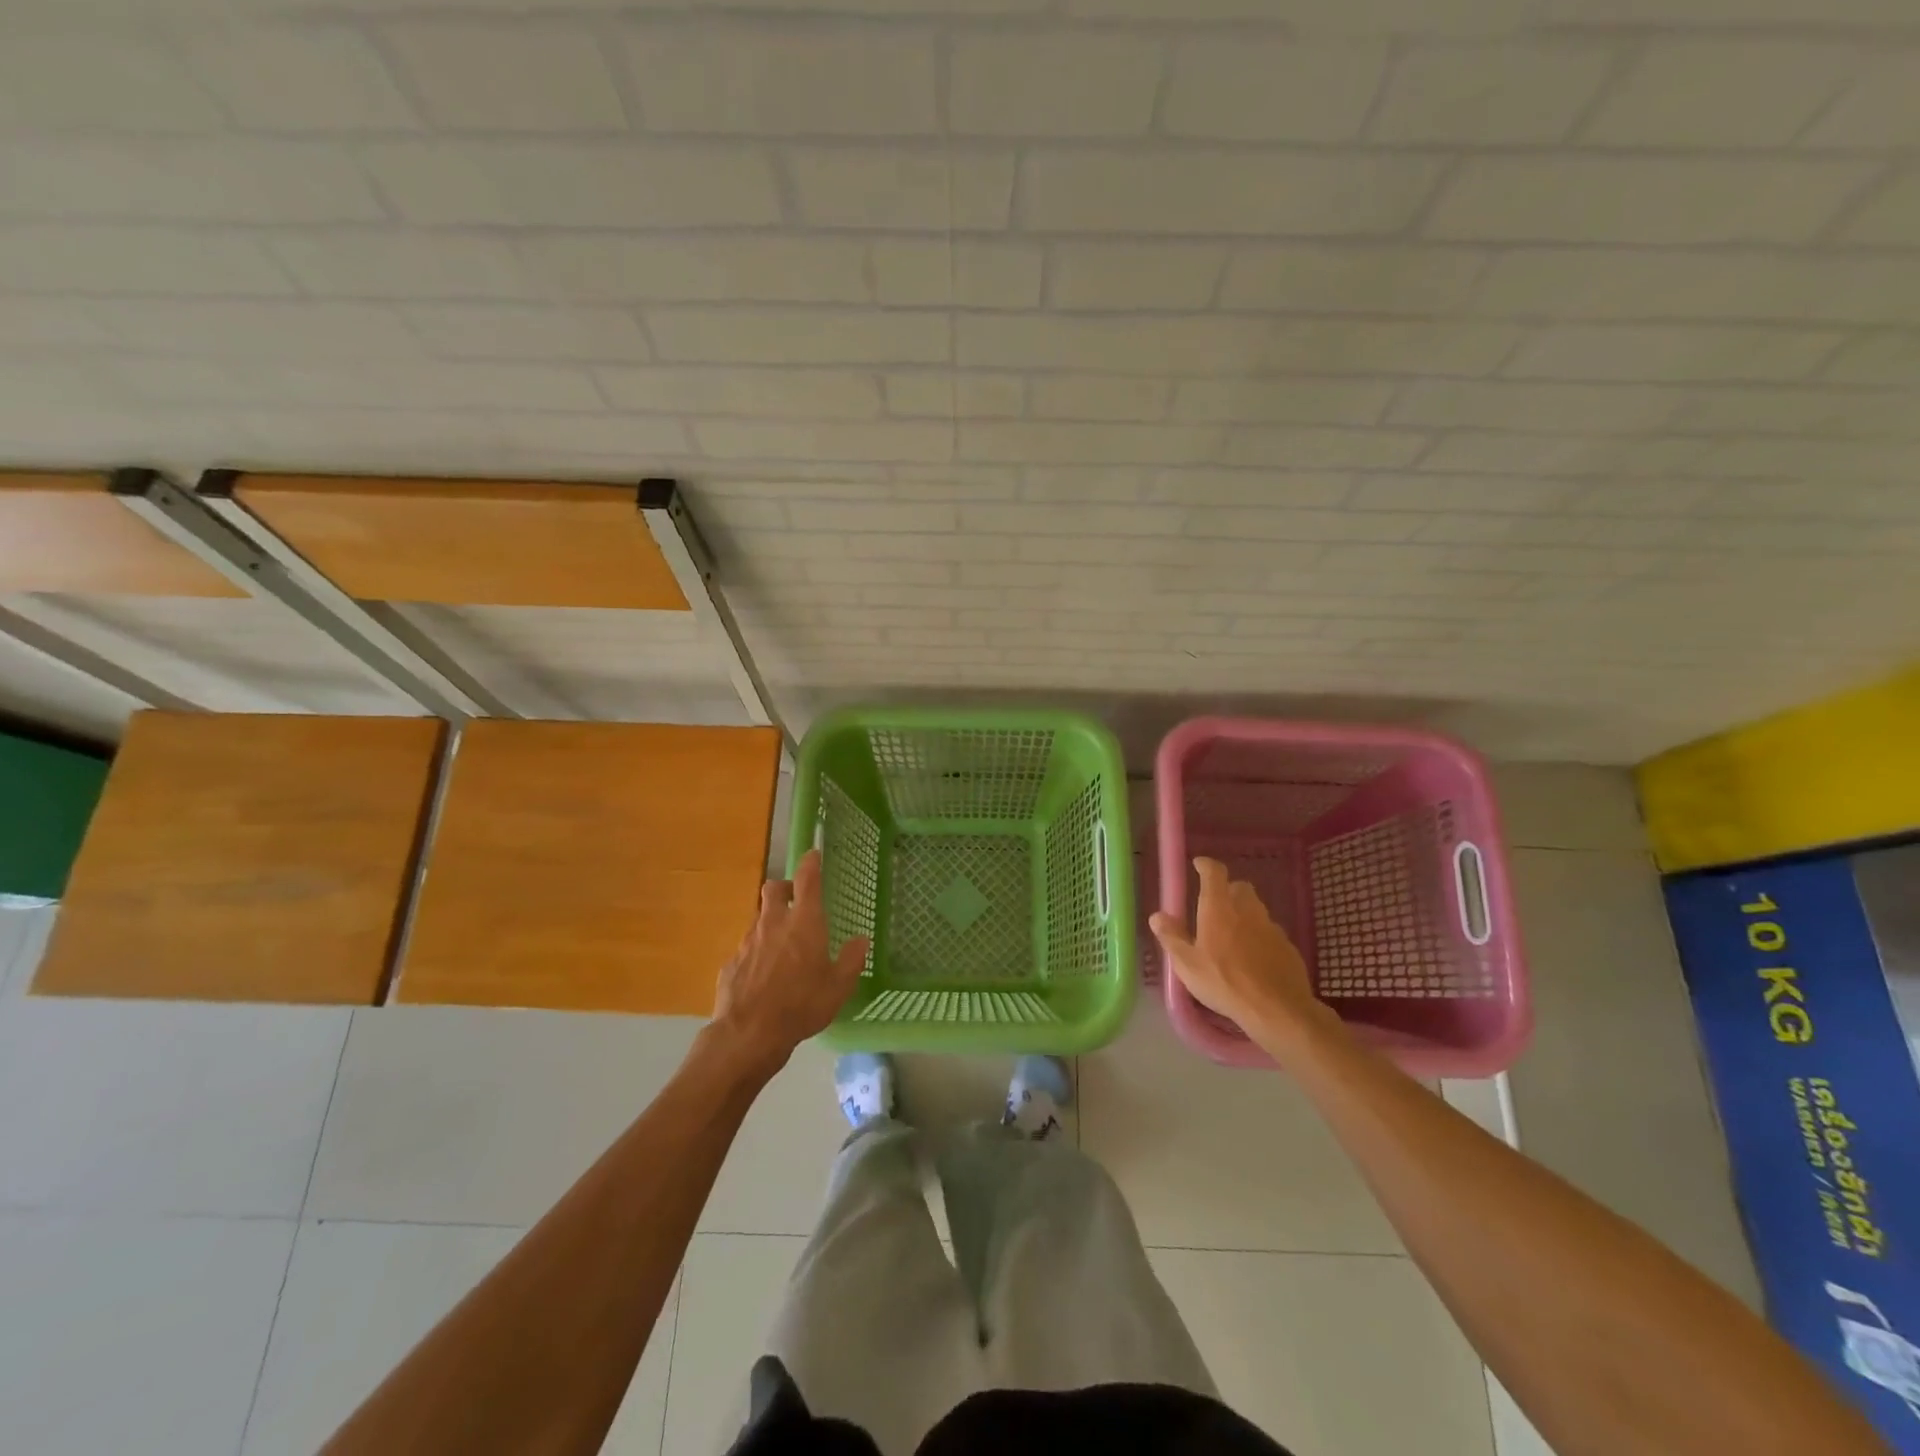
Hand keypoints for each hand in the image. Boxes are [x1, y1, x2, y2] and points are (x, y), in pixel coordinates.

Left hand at [710, 849, 869, 1076]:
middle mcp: (773, 923)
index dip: (811, 863)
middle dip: (784, 888)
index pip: (807, 879)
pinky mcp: (731, 963)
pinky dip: (757, 954)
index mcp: (804, 922)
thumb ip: (852, 960)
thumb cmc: (801, 1005)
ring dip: (770, 923)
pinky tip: (763, 977)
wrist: (749, 1034)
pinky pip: (746, 949)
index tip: (814, 854)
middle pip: (773, 889)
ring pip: (758, 919)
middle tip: (795, 900)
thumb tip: (860, 940)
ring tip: (782, 947)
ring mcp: (748, 942)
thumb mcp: (839, 986)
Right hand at [1149, 857, 1326, 1044]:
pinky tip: (1253, 959)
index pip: (1214, 873)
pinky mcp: (1288, 946)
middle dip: (1227, 891)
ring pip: (1256, 910)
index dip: (1206, 866)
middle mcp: (1247, 910)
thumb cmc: (1224, 983)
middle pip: (1239, 887)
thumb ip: (1171, 937)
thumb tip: (1157, 915)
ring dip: (1244, 914)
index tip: (1198, 865)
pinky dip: (1259, 937)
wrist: (1277, 1009)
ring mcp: (1271, 927)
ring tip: (1232, 937)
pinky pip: (1269, 932)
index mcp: (1218, 908)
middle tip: (1214, 908)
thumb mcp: (1187, 965)